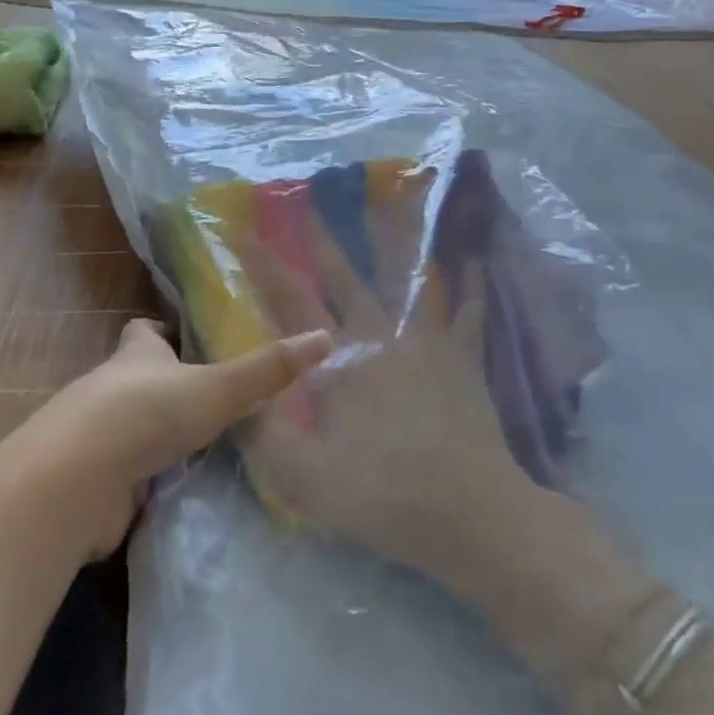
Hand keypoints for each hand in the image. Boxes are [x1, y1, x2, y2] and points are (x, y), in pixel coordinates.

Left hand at [16, 317, 332, 560]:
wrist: (75, 481)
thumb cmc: (146, 413)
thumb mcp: (216, 386)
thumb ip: (268, 369)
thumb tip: (325, 337)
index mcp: (135, 354)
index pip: (145, 330)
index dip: (165, 331)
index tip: (191, 339)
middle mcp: (111, 387)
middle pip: (139, 377)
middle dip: (169, 385)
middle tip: (213, 397)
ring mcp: (97, 435)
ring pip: (133, 425)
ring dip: (160, 433)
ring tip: (207, 444)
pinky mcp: (94, 480)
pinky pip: (128, 472)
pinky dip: (150, 477)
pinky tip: (180, 488)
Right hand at [234, 221, 530, 583]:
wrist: (471, 514)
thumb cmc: (383, 494)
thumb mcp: (304, 478)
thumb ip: (263, 435)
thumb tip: (236, 397)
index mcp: (339, 359)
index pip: (292, 301)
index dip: (266, 266)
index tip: (246, 234)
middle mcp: (381, 336)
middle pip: (349, 276)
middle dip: (326, 240)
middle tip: (313, 201)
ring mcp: (426, 343)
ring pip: (410, 278)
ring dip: (399, 239)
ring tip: (398, 200)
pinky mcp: (462, 360)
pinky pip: (467, 313)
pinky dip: (472, 286)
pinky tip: (477, 261)